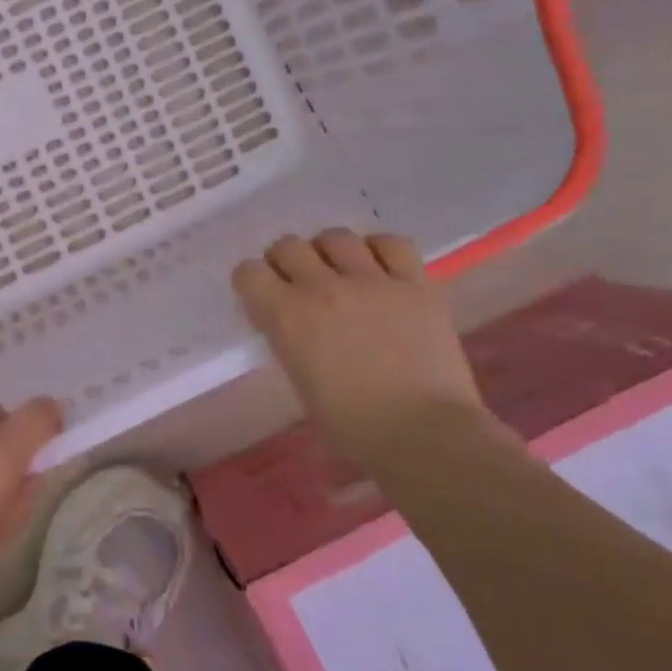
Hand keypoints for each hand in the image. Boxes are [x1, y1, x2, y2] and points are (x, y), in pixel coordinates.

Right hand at [233, 229, 487, 463]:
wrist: (423, 432)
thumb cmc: (351, 425)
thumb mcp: (299, 381)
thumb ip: (288, 340)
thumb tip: (290, 323)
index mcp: (287, 316)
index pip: (249, 272)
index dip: (252, 282)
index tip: (261, 296)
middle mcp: (323, 287)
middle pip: (288, 246)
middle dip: (285, 261)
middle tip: (296, 282)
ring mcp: (372, 281)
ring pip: (336, 237)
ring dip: (328, 251)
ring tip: (338, 270)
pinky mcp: (415, 284)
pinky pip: (393, 244)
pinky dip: (379, 249)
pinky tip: (379, 266)